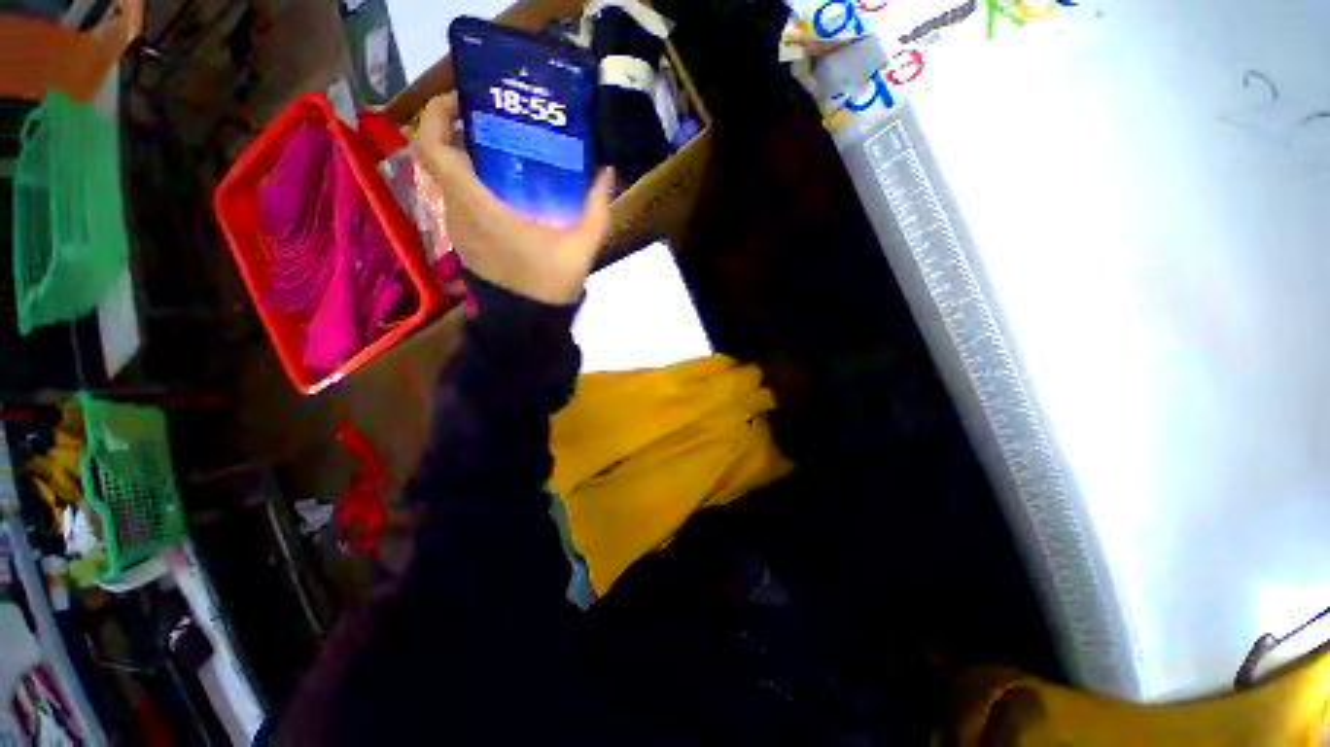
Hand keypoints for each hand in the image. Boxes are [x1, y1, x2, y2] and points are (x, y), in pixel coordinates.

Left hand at [416, 94, 614, 305]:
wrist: (528, 323)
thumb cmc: (549, 283)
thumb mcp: (581, 245)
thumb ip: (596, 207)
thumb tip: (608, 172)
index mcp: (479, 207)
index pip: (434, 149)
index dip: (437, 116)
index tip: (461, 100)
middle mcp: (458, 212)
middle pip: (440, 159)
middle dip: (460, 132)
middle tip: (495, 121)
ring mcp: (458, 229)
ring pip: (449, 180)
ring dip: (468, 159)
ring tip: (504, 151)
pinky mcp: (465, 242)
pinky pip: (460, 201)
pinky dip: (474, 185)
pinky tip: (506, 189)